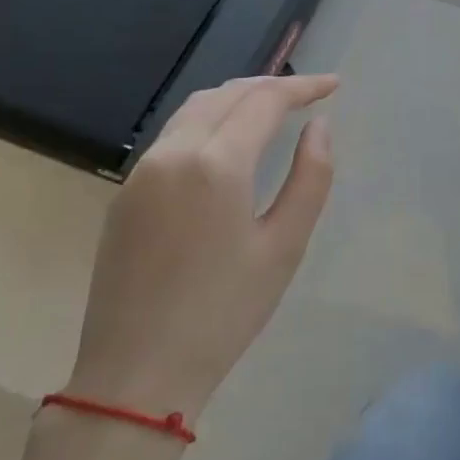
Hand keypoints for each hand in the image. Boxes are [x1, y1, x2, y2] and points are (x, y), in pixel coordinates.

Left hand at [66, 74, 338, 423]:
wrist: (137, 374)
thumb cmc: (225, 312)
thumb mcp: (285, 246)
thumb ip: (310, 177)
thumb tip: (319, 127)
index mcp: (216, 164)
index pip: (264, 100)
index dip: (303, 87)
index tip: (334, 85)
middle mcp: (173, 153)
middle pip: (227, 94)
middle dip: (271, 86)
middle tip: (309, 93)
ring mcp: (142, 171)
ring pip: (194, 108)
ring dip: (237, 98)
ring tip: (273, 107)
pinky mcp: (125, 193)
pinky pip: (173, 135)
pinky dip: (209, 120)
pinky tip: (228, 140)